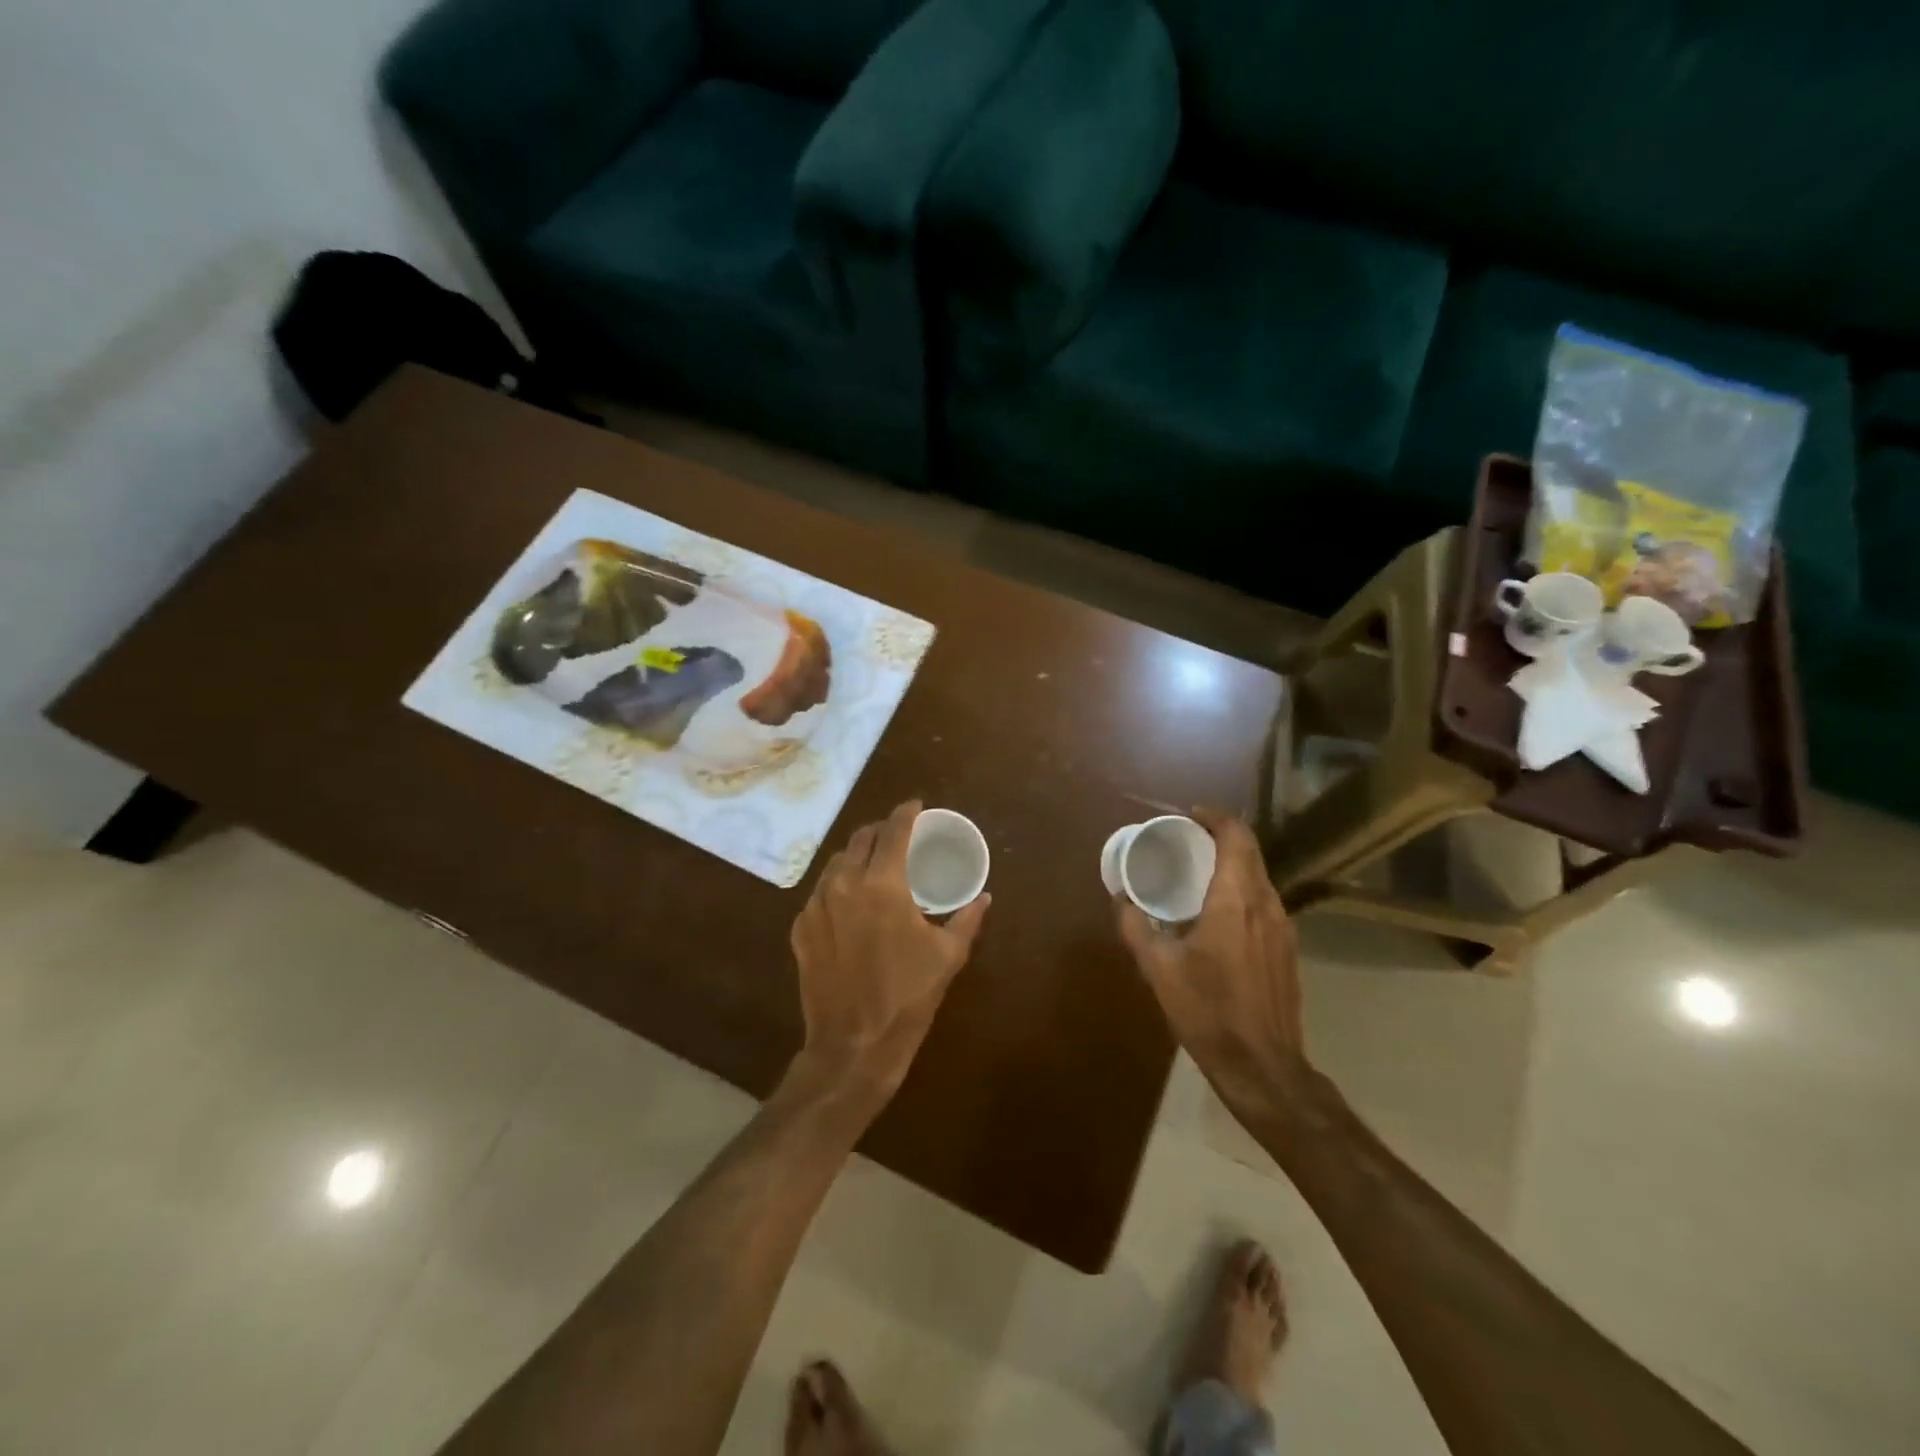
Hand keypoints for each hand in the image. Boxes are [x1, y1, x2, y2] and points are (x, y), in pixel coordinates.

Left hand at [791, 800, 990, 1098]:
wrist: (853, 1045)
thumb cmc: (908, 998)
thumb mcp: (948, 956)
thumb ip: (967, 919)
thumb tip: (984, 897)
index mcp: (882, 884)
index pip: (893, 831)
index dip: (906, 812)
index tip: (916, 806)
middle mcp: (844, 884)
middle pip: (860, 839)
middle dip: (880, 830)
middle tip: (897, 835)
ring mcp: (816, 906)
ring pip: (836, 863)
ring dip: (857, 856)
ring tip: (873, 865)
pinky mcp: (800, 929)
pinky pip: (820, 893)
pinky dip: (838, 886)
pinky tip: (850, 902)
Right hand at [1114, 808, 1311, 1119]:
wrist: (1263, 1067)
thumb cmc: (1208, 1012)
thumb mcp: (1158, 968)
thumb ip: (1135, 926)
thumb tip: (1120, 898)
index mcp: (1236, 900)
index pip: (1236, 836)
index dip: (1214, 818)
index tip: (1187, 816)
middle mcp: (1267, 904)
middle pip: (1249, 853)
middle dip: (1219, 839)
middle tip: (1184, 842)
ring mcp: (1283, 927)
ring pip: (1259, 877)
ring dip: (1231, 865)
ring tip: (1196, 874)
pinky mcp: (1287, 949)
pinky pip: (1264, 902)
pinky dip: (1241, 891)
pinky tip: (1216, 914)